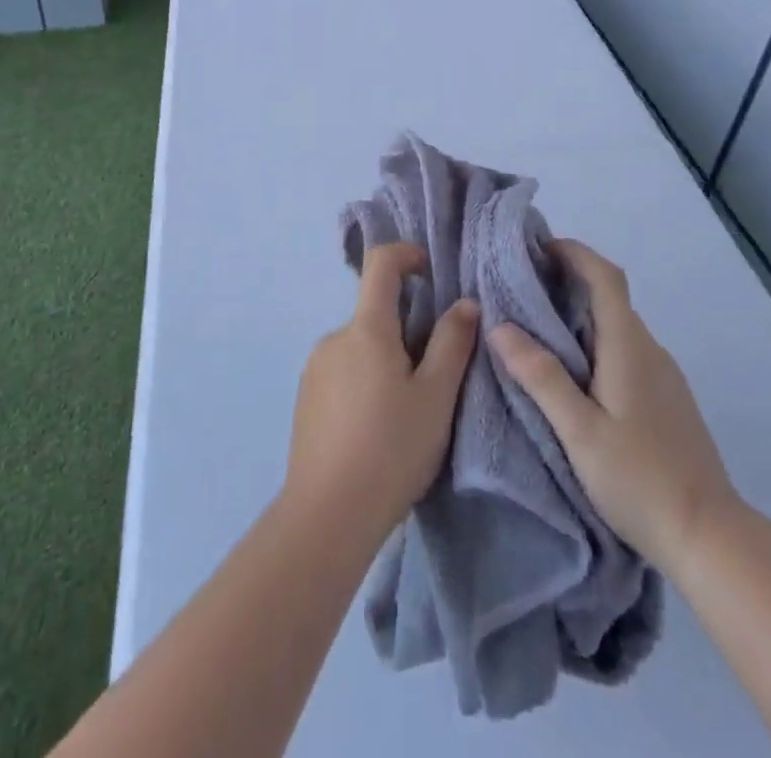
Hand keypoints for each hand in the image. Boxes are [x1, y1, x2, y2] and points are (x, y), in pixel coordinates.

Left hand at [284, 243, 479, 550]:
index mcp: (366, 328)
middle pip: (375, 312)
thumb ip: (453, 343)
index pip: (380, 263)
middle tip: (435, 374)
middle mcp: (334, 338)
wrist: (327, 516)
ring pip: (361, 346)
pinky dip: (365, 381)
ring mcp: (315, 368)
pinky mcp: (306, 398)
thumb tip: (465, 303)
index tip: (431, 272)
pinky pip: (343, 371)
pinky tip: (378, 428)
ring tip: (409, 411)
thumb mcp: (436, 397)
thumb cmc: (390, 449)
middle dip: (407, 328)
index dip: (407, 254)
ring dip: (387, 359)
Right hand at [489, 238, 738, 566]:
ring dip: (580, 314)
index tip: (538, 247)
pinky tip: (574, 373)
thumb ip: (542, 377)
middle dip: (568, 282)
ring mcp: (663, 375)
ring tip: (537, 329)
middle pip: (610, 297)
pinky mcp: (667, 399)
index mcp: (629, 347)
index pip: (606, 277)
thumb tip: (500, 326)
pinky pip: (626, 351)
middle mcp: (650, 350)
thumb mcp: (580, 431)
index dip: (574, 252)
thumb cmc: (640, 479)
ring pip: (617, 326)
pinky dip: (596, 342)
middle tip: (521, 288)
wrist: (711, 538)